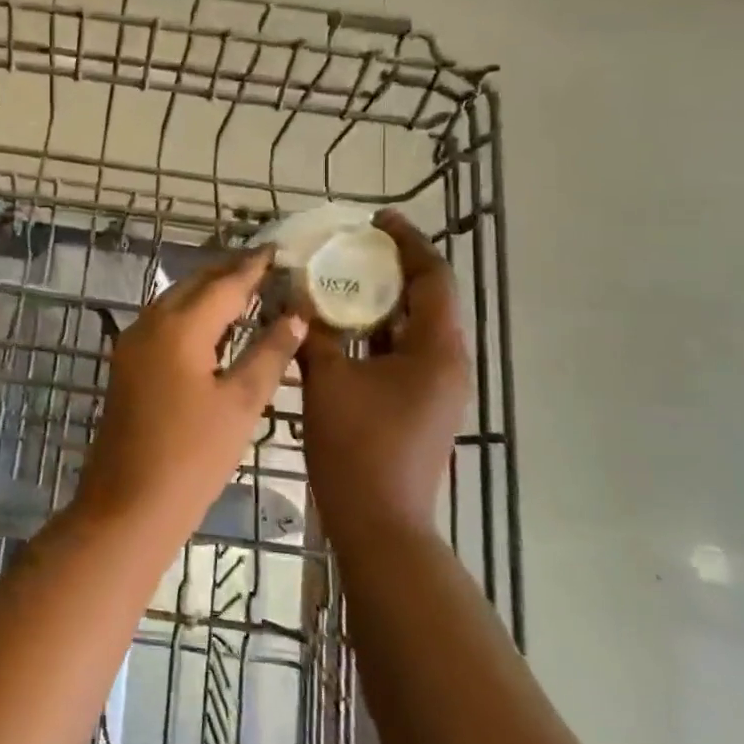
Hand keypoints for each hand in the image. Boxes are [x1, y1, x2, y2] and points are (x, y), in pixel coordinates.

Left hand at [76, 249, 307, 540]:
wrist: (128, 505)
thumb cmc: (192, 457)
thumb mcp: (240, 405)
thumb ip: (268, 354)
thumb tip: (295, 316)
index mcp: (179, 327)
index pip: (224, 285)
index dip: (252, 267)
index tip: (276, 249)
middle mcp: (150, 324)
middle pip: (194, 285)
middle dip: (228, 272)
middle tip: (265, 266)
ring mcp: (132, 344)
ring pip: (174, 301)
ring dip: (207, 292)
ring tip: (245, 290)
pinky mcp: (127, 364)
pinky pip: (162, 323)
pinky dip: (190, 314)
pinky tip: (212, 327)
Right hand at [298, 211, 469, 529]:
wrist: (380, 524)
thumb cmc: (358, 446)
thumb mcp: (328, 380)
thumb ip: (313, 332)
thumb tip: (296, 293)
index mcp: (437, 349)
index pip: (433, 277)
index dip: (407, 242)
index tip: (377, 219)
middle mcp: (446, 363)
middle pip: (426, 300)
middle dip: (390, 270)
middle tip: (350, 247)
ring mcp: (435, 388)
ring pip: (411, 329)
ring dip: (379, 304)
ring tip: (339, 280)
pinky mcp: (419, 406)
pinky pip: (400, 354)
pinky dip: (374, 335)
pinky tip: (338, 329)